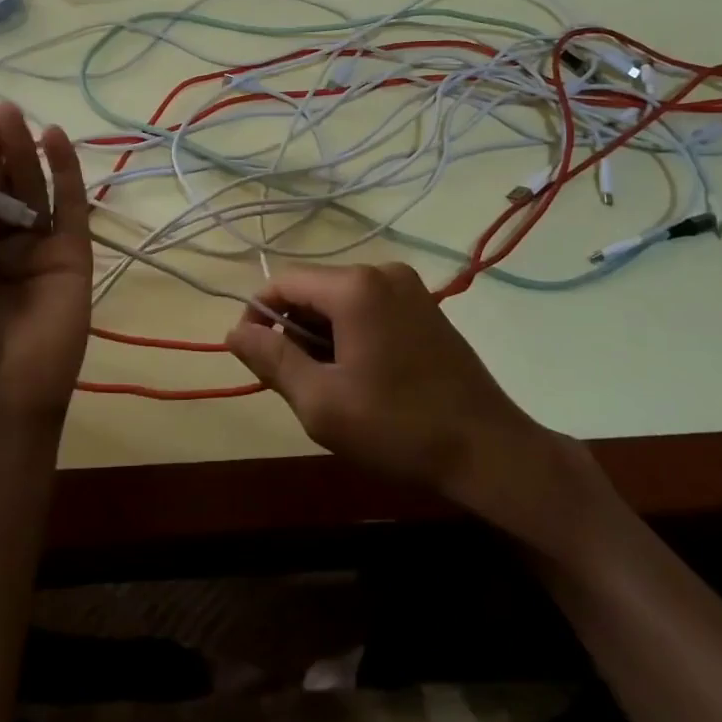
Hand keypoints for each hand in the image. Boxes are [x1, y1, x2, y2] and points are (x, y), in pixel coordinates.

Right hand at [224, 263, 550, 507]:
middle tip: (294, 383)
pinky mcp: (425, 306)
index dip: (258, 315)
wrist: (487, 450)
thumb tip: (234, 332)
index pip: (283, 282)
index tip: (251, 357)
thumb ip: (272, 360)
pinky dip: (351, 333)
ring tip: (329, 385)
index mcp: (355, 286)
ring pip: (340, 300)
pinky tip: (360, 375)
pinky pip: (369, 307)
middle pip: (313, 290)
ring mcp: (409, 287)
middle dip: (293, 330)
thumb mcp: (321, 401)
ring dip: (321, 335)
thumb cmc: (398, 427)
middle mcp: (382, 271)